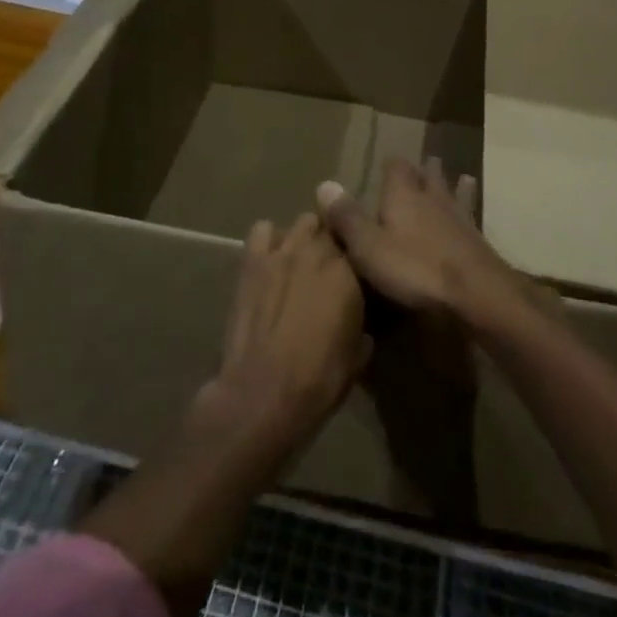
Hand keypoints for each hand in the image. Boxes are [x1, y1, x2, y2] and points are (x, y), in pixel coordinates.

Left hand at [193, 214, 367, 459]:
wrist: (262, 394)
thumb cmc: (318, 381)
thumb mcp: (357, 357)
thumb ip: (363, 327)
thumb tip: (363, 325)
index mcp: (350, 273)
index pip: (361, 243)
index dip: (358, 256)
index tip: (356, 271)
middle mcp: (320, 251)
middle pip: (332, 227)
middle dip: (332, 243)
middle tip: (328, 268)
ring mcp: (284, 251)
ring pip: (303, 222)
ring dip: (305, 237)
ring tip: (300, 260)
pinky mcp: (253, 260)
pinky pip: (262, 230)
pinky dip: (268, 239)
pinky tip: (270, 259)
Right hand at [317, 158, 528, 328]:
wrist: (476, 293)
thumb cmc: (415, 268)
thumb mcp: (369, 246)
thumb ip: (347, 217)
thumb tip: (324, 183)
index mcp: (403, 195)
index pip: (396, 167)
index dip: (391, 164)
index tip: (387, 162)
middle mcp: (432, 198)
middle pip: (429, 175)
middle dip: (424, 170)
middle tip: (424, 163)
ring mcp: (459, 218)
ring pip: (454, 193)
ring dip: (454, 186)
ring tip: (461, 178)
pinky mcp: (477, 241)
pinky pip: (471, 219)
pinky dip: (469, 215)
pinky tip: (473, 219)